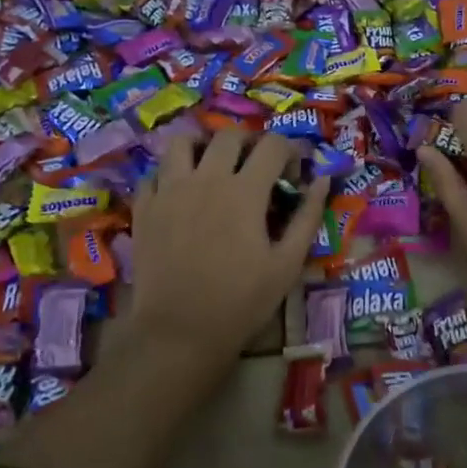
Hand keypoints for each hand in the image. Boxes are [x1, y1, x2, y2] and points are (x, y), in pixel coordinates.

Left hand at [124, 129, 330, 364]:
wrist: (180, 331)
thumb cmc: (241, 301)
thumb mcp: (287, 264)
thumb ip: (307, 217)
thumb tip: (321, 182)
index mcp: (245, 191)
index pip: (273, 145)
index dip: (290, 151)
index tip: (293, 174)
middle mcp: (206, 179)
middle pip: (229, 136)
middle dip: (250, 143)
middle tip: (257, 168)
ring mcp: (169, 190)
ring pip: (183, 142)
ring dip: (204, 147)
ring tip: (213, 167)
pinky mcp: (145, 208)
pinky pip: (155, 173)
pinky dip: (171, 173)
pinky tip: (182, 192)